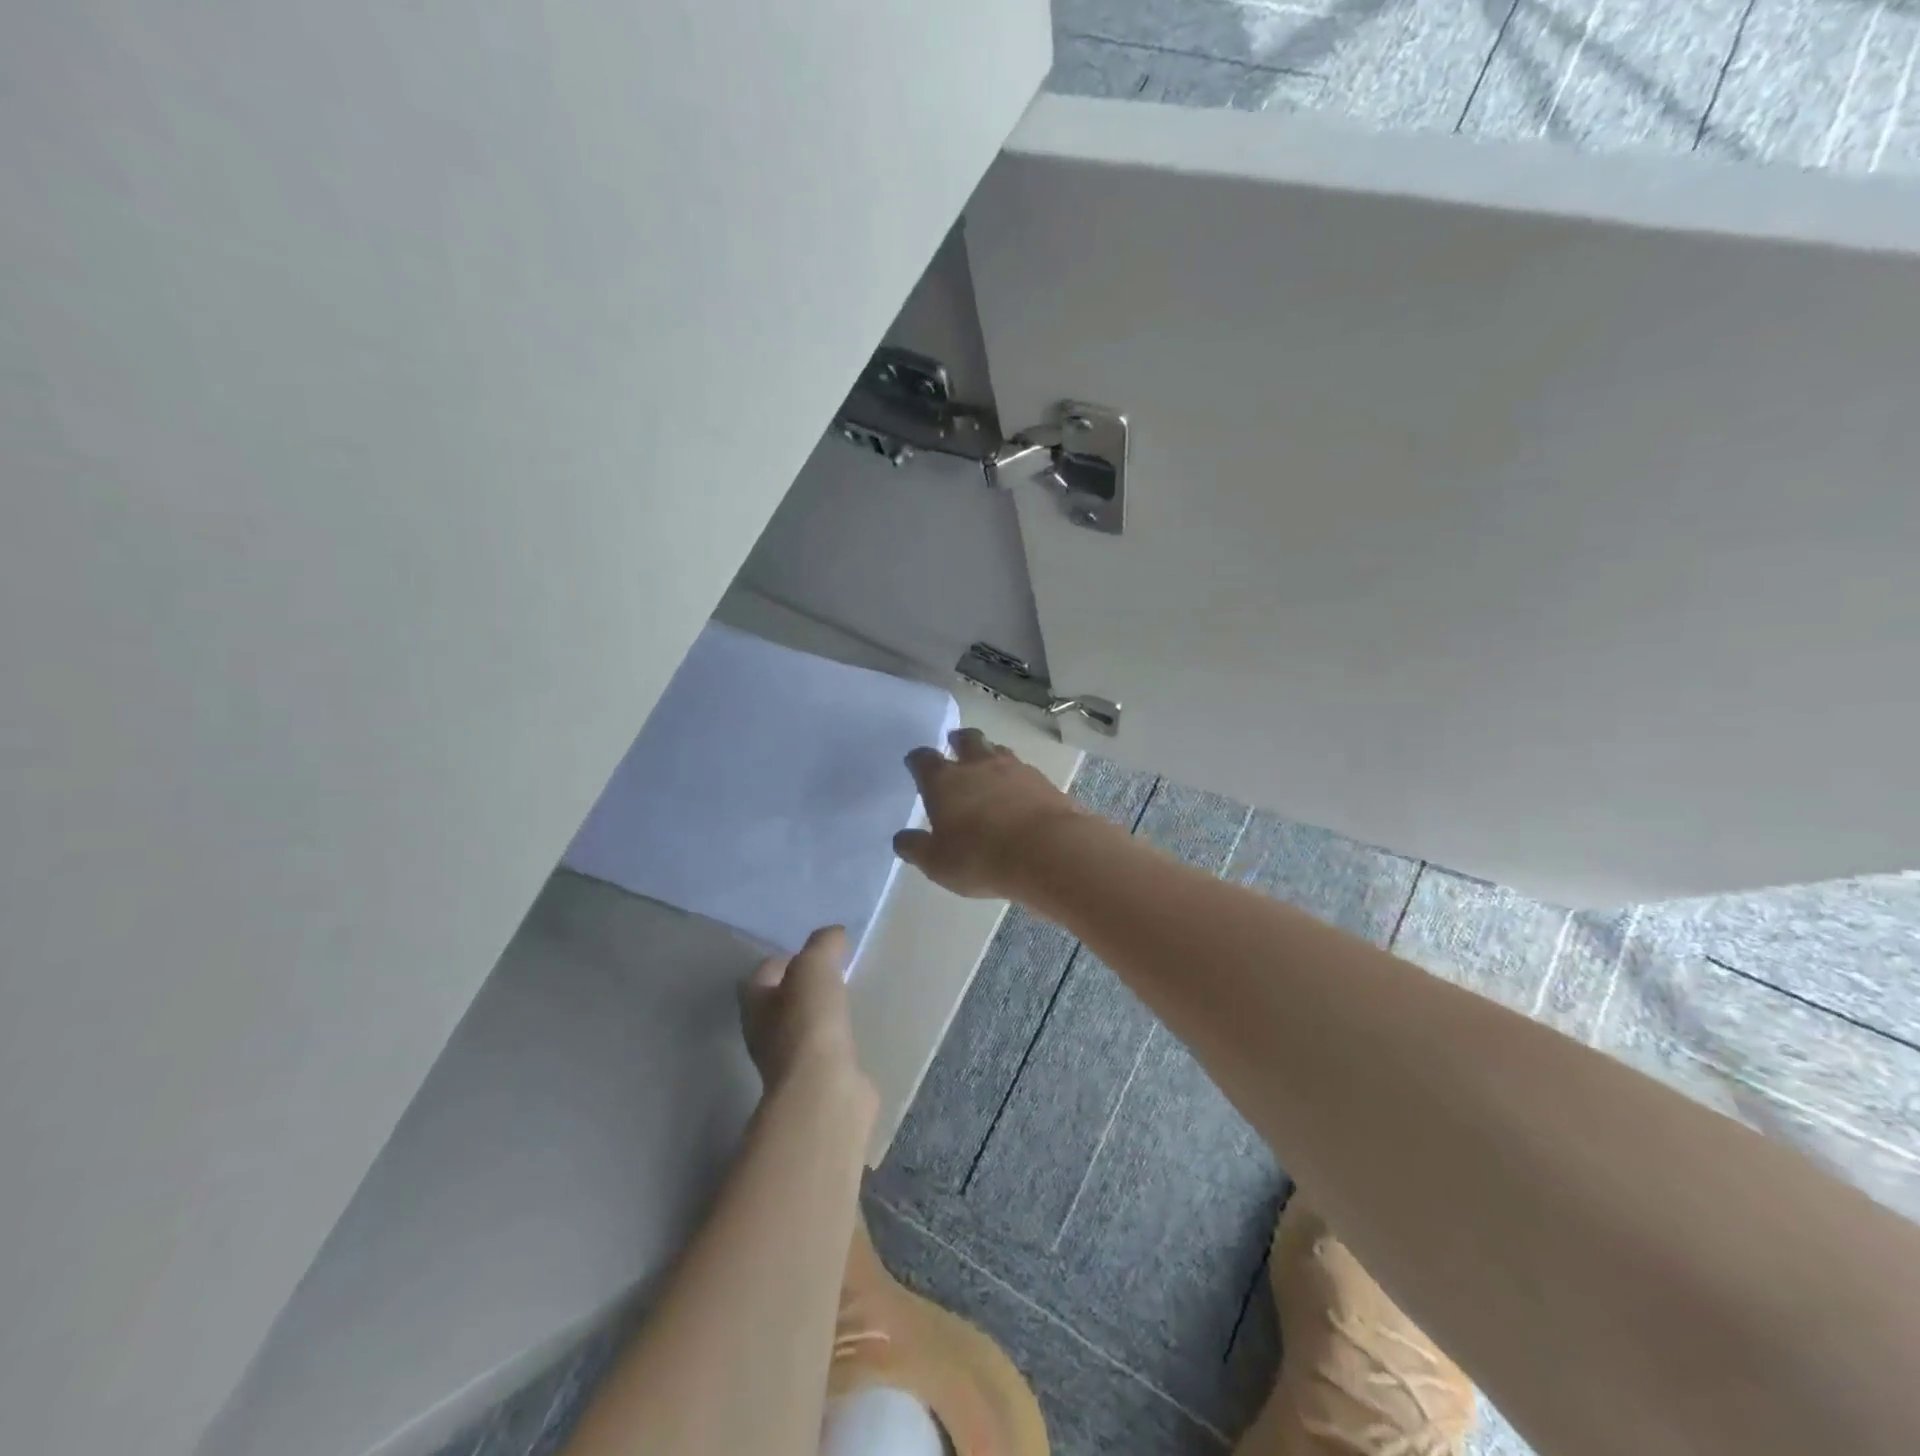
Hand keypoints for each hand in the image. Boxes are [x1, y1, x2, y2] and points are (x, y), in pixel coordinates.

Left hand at [739, 926, 872, 1107]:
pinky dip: (836, 1038)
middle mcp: (764, 1033)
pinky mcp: (816, 1080)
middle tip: (833, 972)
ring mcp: (788, 1062)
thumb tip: (834, 934)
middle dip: (803, 987)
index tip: (814, 952)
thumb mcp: (815, 968)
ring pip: (802, 1026)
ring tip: (847, 998)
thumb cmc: (809, 1024)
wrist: (824, 1091)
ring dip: (820, 1013)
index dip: (784, 959)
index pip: (762, 973)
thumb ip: (823, 944)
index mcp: (754, 1004)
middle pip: (780, 1001)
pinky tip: (856, 1030)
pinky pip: (825, 1049)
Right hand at [892, 728, 1090, 897]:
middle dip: (959, 741)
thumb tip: (902, 839)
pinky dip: (1018, 778)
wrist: (1048, 851)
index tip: (915, 763)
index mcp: (945, 781)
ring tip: (989, 768)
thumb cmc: (981, 858)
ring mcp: (1015, 769)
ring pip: (999, 751)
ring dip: (991, 756)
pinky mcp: (1043, 781)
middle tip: (956, 745)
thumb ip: (917, 848)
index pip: (923, 760)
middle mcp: (978, 765)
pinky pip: (1025, 771)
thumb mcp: (938, 863)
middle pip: (967, 740)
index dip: (917, 760)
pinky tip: (1019, 793)